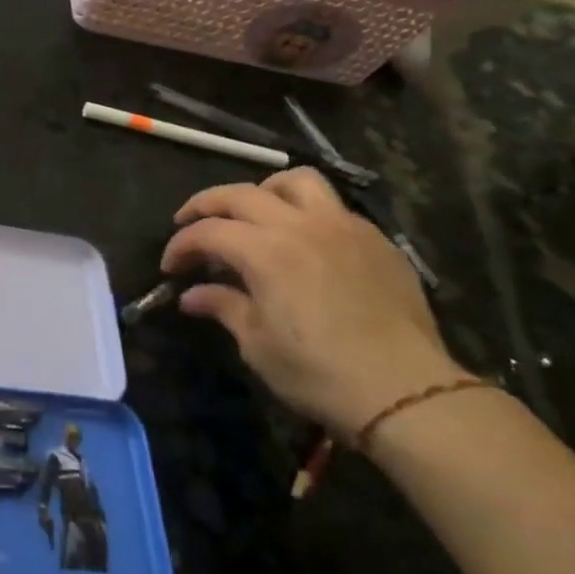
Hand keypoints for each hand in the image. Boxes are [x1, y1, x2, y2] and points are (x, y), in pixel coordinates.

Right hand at [161, 169, 457, 439]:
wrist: (405, 391)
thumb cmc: (317, 372)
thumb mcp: (257, 344)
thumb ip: (223, 307)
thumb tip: (192, 296)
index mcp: (265, 250)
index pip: (207, 231)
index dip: (180, 246)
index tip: (169, 267)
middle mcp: (301, 225)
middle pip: (241, 194)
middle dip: (206, 205)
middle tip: (190, 225)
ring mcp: (344, 227)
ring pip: (296, 182)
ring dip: (264, 192)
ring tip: (254, 216)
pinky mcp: (376, 240)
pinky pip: (334, 208)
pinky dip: (306, 213)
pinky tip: (304, 243)